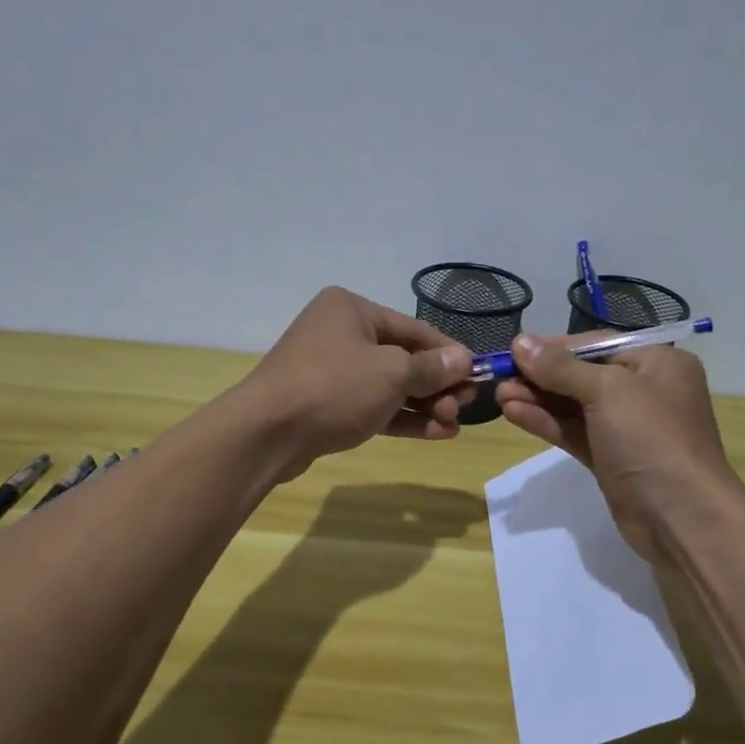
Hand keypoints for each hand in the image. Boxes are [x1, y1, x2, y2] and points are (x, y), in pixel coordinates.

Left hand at [236, 287, 475, 480]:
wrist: (266, 433)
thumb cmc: (334, 387)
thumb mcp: (391, 373)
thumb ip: (430, 368)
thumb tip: (463, 360)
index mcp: (352, 310)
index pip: (414, 328)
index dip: (449, 352)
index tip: (478, 374)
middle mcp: (340, 334)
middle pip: (402, 357)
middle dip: (437, 384)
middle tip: (465, 406)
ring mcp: (331, 371)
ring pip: (389, 386)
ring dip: (424, 405)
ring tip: (454, 424)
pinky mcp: (327, 405)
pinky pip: (373, 406)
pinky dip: (402, 418)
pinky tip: (435, 433)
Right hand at [494, 333, 732, 561]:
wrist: (681, 517)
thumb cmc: (651, 439)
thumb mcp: (607, 391)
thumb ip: (561, 367)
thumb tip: (520, 341)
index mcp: (657, 362)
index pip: (597, 344)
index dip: (554, 347)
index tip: (514, 350)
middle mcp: (644, 390)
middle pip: (582, 374)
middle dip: (541, 376)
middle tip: (499, 377)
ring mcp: (627, 427)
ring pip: (574, 405)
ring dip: (537, 399)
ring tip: (498, 395)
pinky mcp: (611, 458)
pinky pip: (574, 431)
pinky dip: (546, 422)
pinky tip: (513, 414)